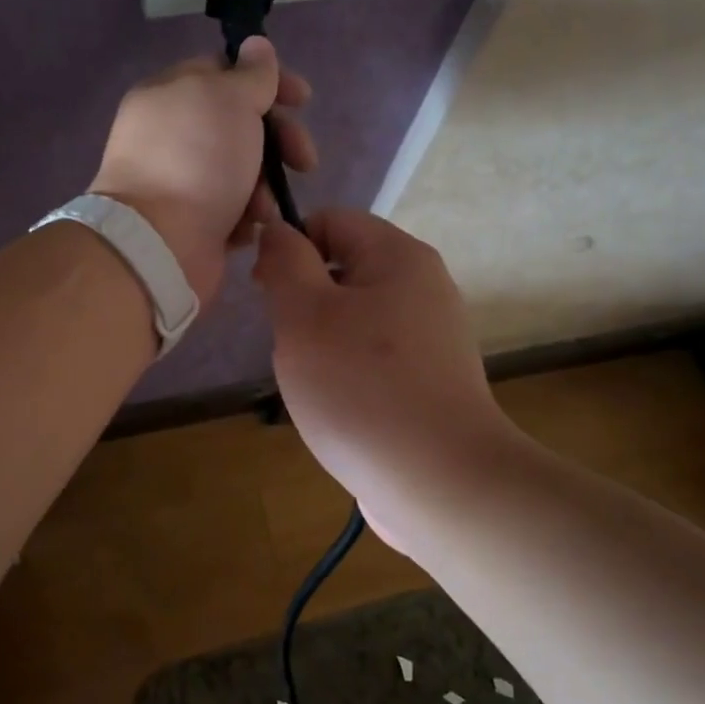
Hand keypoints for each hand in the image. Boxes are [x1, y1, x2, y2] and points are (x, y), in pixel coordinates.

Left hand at [92, 37, 315, 305]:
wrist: (159, 243)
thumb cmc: (197, 160)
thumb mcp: (230, 100)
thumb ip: (250, 73)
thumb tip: (256, 46)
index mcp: (171, 94)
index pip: (226, 72)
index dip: (270, 81)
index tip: (304, 100)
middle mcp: (171, 134)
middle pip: (239, 125)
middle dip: (278, 141)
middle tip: (304, 161)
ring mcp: (179, 181)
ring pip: (241, 171)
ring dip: (263, 186)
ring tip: (262, 207)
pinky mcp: (190, 222)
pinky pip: (231, 210)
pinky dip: (245, 216)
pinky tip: (248, 227)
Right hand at [252, 209, 514, 550]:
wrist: (438, 483)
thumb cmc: (360, 388)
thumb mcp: (304, 315)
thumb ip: (284, 262)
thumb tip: (278, 231)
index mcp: (399, 257)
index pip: (330, 220)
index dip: (289, 246)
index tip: (265, 293)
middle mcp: (425, 287)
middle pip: (344, 269)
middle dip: (304, 301)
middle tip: (290, 346)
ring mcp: (434, 338)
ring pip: (356, 318)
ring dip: (323, 342)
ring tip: (314, 383)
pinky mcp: (433, 381)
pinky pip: (376, 357)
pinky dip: (349, 373)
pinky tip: (341, 408)